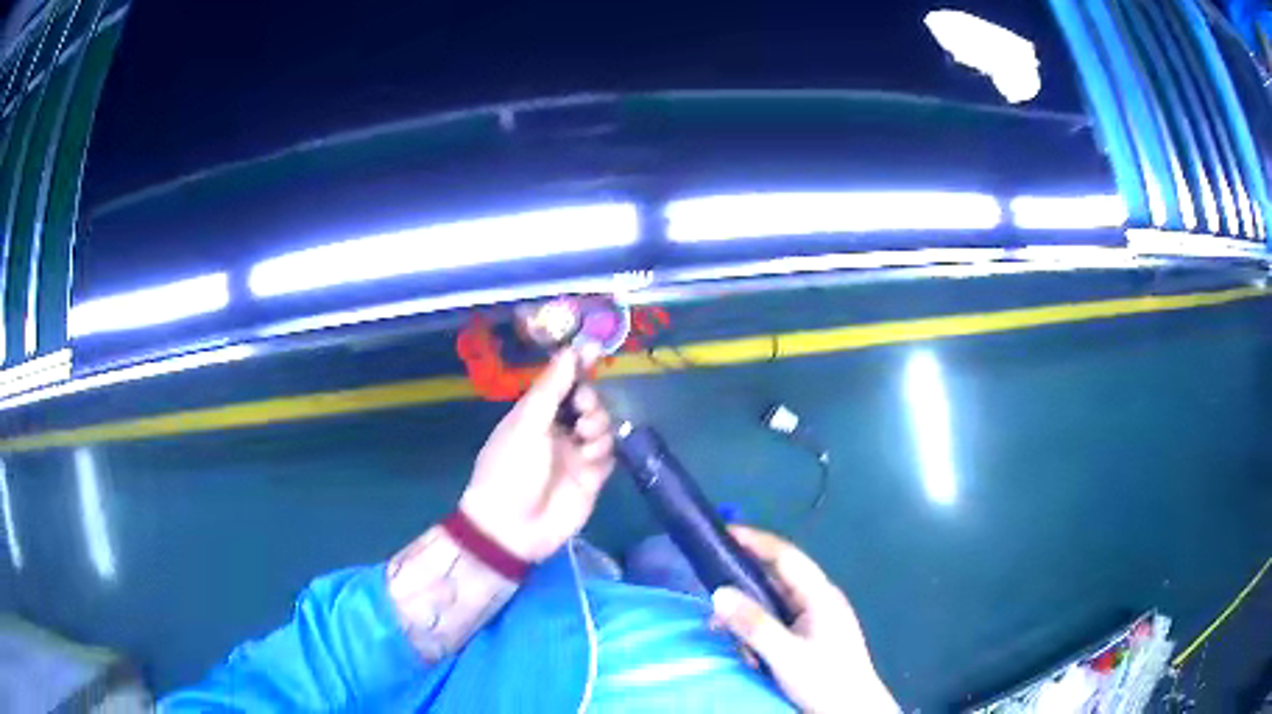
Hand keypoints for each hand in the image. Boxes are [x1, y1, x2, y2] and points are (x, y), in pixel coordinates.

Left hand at [459, 350, 615, 561]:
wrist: (513, 527)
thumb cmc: (511, 469)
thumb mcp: (527, 424)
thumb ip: (552, 389)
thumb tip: (569, 352)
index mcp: (535, 414)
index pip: (562, 382)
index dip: (578, 366)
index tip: (597, 350)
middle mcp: (557, 430)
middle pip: (587, 402)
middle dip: (590, 400)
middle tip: (582, 409)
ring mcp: (575, 454)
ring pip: (601, 425)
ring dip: (597, 424)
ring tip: (584, 438)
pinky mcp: (592, 477)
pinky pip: (608, 453)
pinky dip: (603, 450)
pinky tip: (590, 458)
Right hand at [711, 526, 897, 712]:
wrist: (853, 710)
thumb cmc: (826, 680)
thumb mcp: (786, 655)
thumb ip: (753, 624)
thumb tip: (718, 593)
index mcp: (820, 595)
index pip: (785, 556)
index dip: (755, 541)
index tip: (723, 533)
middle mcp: (819, 600)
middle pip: (778, 577)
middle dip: (745, 581)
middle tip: (710, 585)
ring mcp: (816, 619)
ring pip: (775, 602)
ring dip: (749, 612)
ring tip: (722, 629)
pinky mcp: (810, 636)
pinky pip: (778, 621)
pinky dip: (758, 628)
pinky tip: (744, 647)